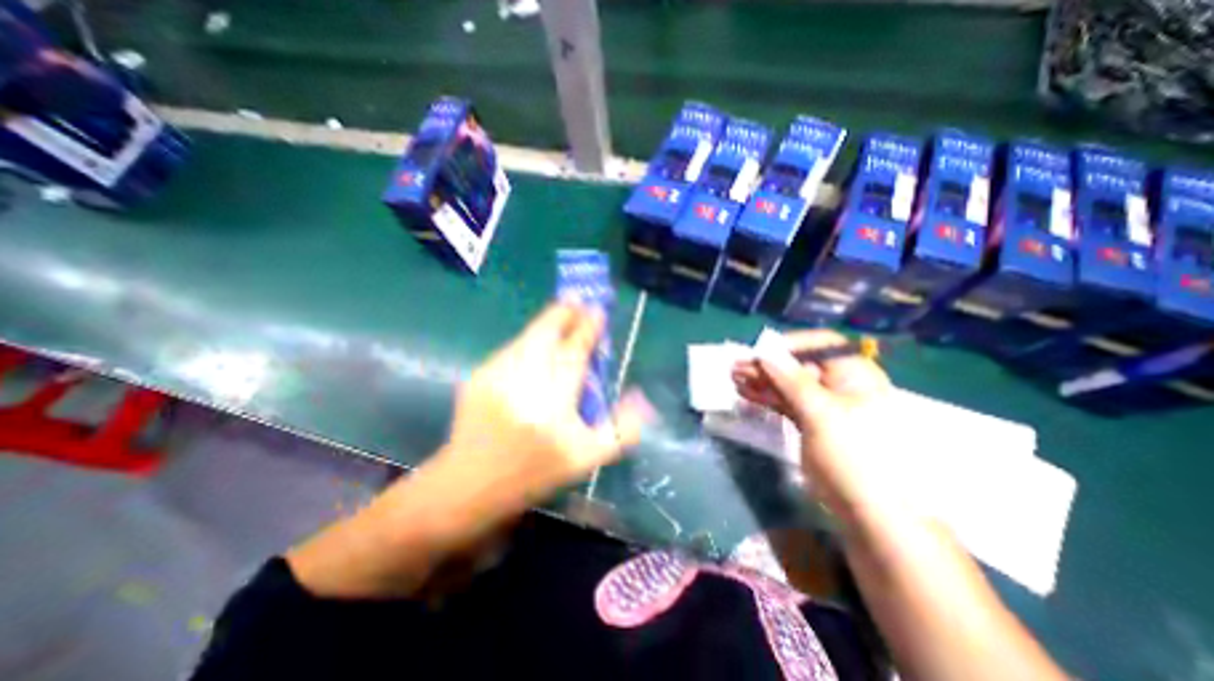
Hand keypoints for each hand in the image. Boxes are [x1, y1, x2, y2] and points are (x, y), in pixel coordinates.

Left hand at [443, 302, 655, 514]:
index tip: (598, 310)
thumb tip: (640, 396)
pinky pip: (511, 349)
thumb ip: (622, 429)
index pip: (575, 353)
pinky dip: (528, 342)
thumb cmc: (536, 471)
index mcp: (553, 405)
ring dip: (546, 325)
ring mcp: (496, 376)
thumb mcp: (588, 459)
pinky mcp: (479, 375)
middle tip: (577, 301)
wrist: (471, 483)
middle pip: (546, 333)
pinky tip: (536, 350)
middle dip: (564, 312)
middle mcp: (522, 384)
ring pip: (527, 337)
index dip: (588, 328)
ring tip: (560, 319)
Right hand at [730, 331, 887, 515]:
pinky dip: (767, 398)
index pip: (822, 344)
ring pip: (789, 385)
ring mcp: (825, 406)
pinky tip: (745, 394)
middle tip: (736, 367)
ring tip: (734, 378)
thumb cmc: (853, 455)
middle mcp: (841, 385)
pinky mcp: (812, 423)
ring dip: (762, 381)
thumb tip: (766, 352)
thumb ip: (791, 380)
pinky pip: (787, 403)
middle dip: (768, 365)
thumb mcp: (821, 413)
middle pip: (800, 365)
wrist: (870, 512)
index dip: (791, 344)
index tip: (761, 352)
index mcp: (855, 375)